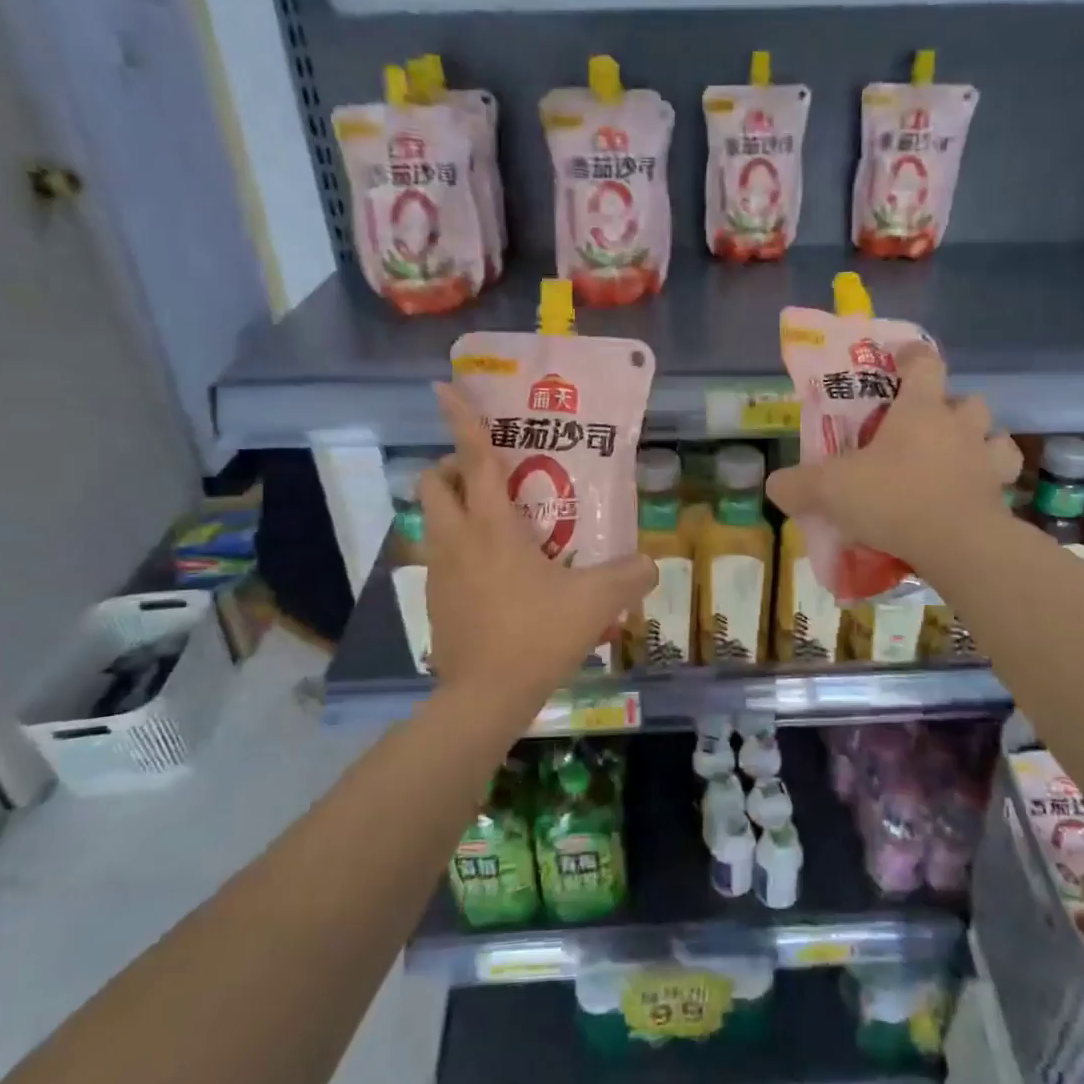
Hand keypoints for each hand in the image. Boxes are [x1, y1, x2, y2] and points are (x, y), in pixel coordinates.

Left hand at [420, 384, 657, 712]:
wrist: (484, 696)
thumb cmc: (537, 634)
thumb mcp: (596, 601)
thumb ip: (630, 575)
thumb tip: (651, 564)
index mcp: (491, 525)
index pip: (472, 458)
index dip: (460, 418)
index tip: (443, 387)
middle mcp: (456, 538)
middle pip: (433, 482)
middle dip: (452, 467)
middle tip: (490, 476)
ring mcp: (439, 570)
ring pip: (431, 519)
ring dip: (454, 507)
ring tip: (498, 525)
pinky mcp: (435, 599)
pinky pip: (440, 556)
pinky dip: (458, 547)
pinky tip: (495, 574)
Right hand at [766, 343, 1021, 578]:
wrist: (955, 544)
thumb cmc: (892, 498)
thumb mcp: (828, 489)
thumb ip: (797, 485)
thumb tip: (776, 486)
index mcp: (919, 410)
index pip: (924, 363)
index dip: (913, 356)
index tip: (902, 359)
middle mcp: (959, 426)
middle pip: (967, 399)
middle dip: (951, 407)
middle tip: (926, 427)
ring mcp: (986, 461)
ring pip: (996, 436)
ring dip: (980, 442)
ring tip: (957, 460)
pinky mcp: (1001, 497)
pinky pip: (1003, 481)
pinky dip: (991, 484)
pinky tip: (971, 496)